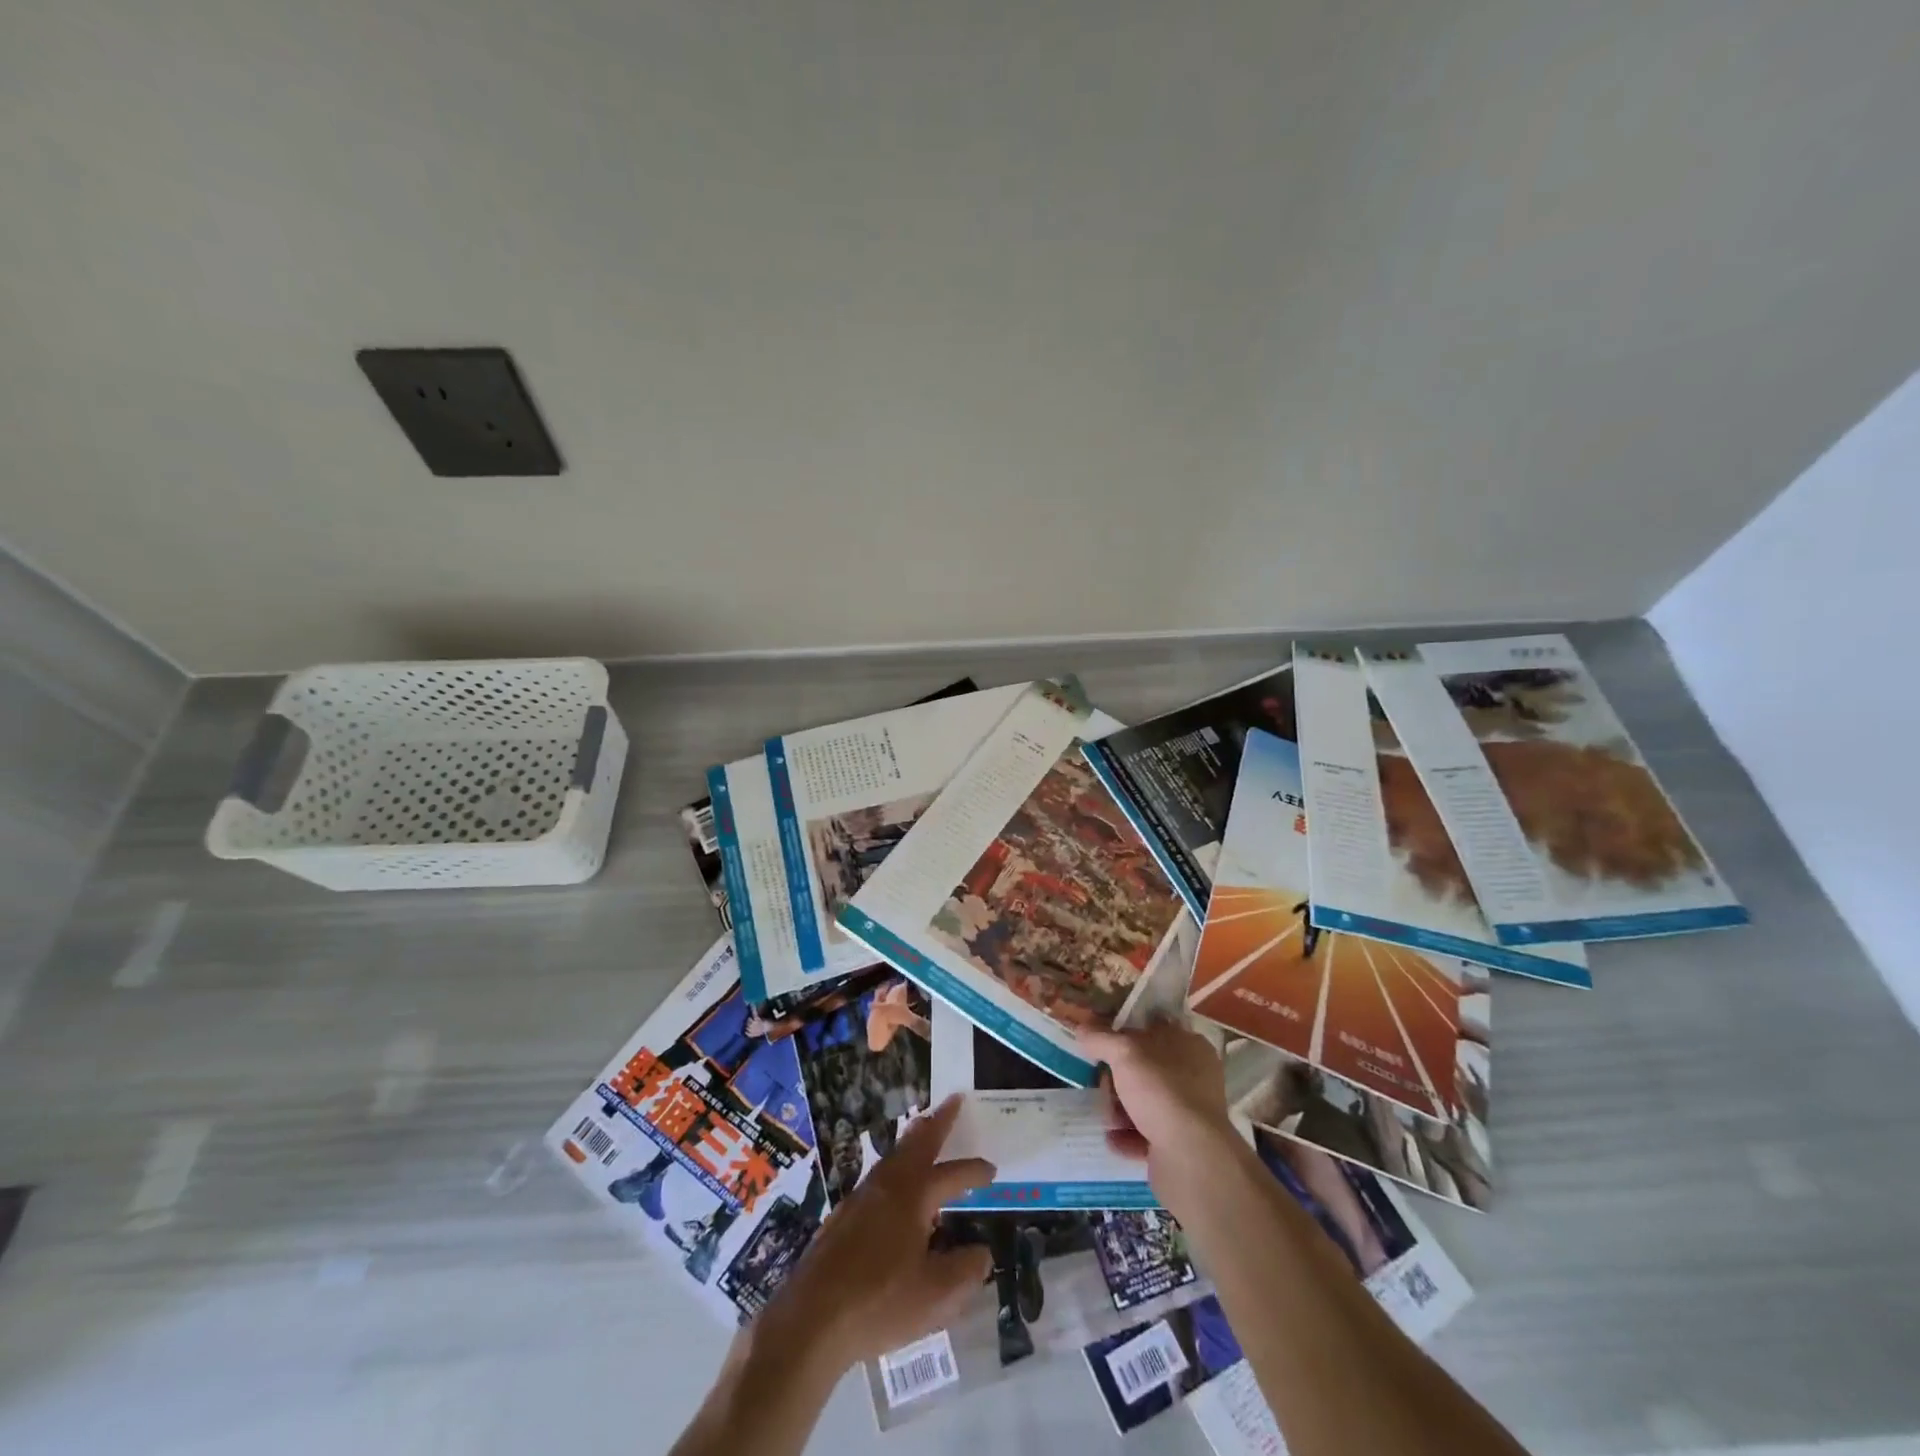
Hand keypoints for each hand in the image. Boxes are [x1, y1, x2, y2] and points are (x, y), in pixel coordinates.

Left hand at [758, 1094, 994, 1373]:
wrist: (811, 1318)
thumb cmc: (880, 1302)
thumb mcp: (936, 1295)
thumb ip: (965, 1271)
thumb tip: (981, 1252)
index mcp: (914, 1195)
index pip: (953, 1175)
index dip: (975, 1171)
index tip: (992, 1169)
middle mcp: (888, 1184)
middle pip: (917, 1142)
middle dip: (938, 1121)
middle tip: (953, 1101)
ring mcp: (861, 1197)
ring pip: (895, 1155)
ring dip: (914, 1140)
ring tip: (925, 1130)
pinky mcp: (843, 1216)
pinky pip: (879, 1175)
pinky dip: (896, 1165)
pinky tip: (895, 1186)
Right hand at [1078, 1021, 1240, 1192]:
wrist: (1191, 1157)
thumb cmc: (1161, 1091)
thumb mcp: (1124, 1053)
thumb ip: (1100, 1038)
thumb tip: (1081, 1029)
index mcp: (1188, 1045)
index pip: (1152, 1029)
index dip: (1125, 1034)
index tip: (1100, 1044)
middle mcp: (1193, 1076)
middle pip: (1144, 1069)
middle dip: (1117, 1080)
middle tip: (1104, 1088)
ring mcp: (1189, 1111)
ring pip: (1143, 1102)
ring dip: (1119, 1110)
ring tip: (1109, 1121)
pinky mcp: (1181, 1143)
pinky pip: (1147, 1133)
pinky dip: (1128, 1136)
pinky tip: (1114, 1140)